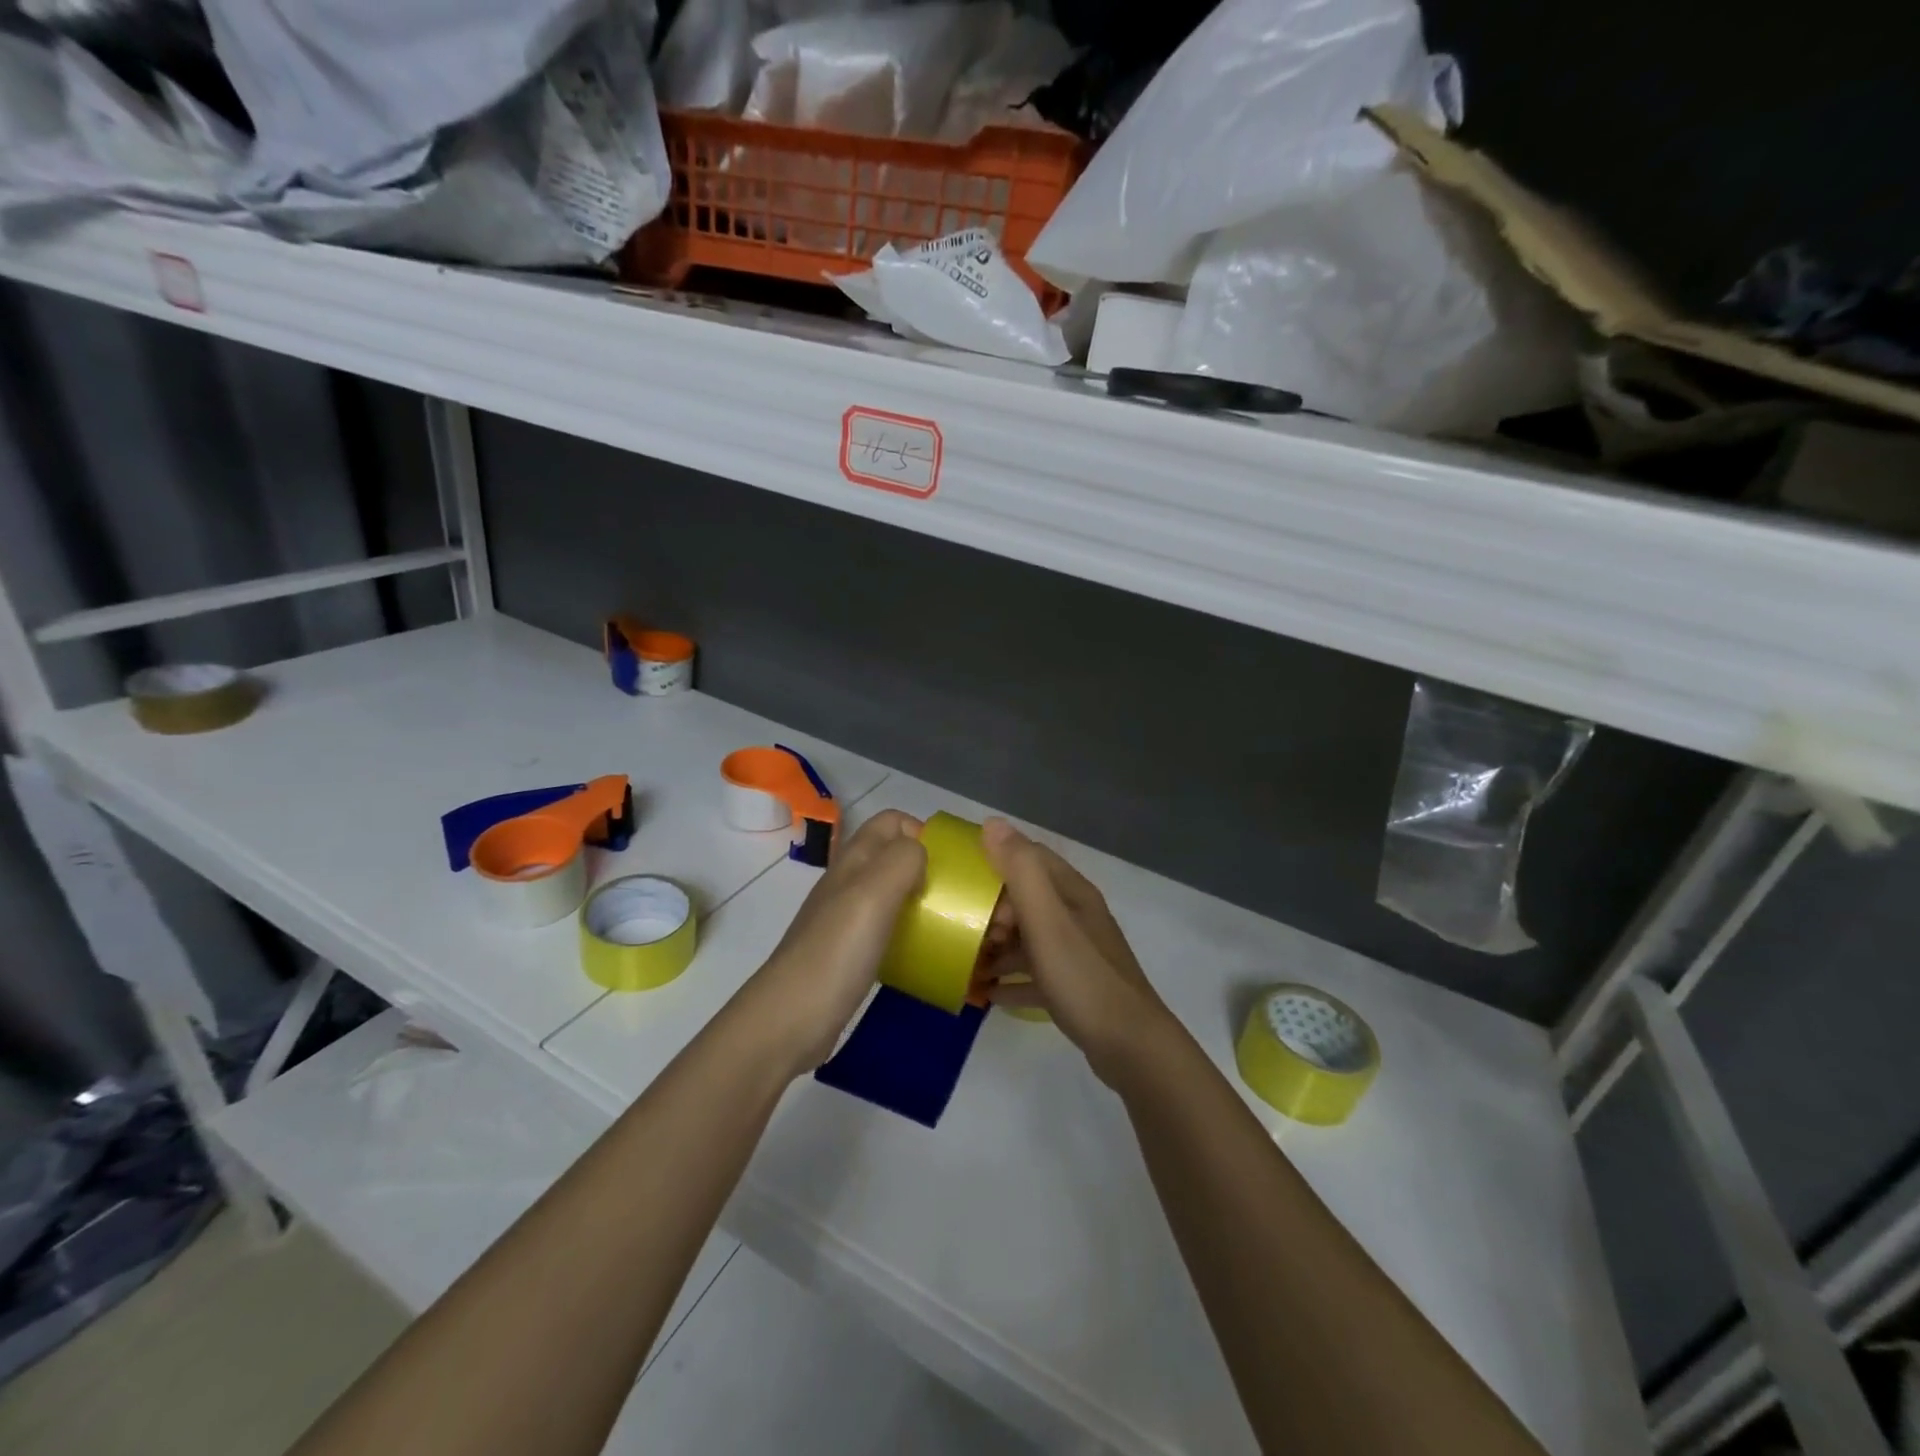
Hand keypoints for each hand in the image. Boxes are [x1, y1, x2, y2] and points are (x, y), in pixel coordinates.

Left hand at [742, 810, 927, 1075]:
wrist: (789, 1019)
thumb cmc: (836, 951)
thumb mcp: (873, 893)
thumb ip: (902, 860)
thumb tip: (921, 850)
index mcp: (854, 860)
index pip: (891, 821)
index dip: (922, 830)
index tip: (950, 864)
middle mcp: (848, 882)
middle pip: (892, 856)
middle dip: (927, 866)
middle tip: (956, 897)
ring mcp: (845, 919)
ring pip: (890, 892)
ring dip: (919, 899)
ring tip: (947, 923)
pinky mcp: (848, 953)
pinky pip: (885, 928)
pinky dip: (906, 931)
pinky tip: (921, 952)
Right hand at [977, 819, 1177, 1086]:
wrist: (1130, 1046)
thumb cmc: (1083, 976)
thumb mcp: (1047, 920)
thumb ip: (1021, 871)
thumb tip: (993, 823)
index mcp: (1071, 892)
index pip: (1029, 858)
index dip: (995, 862)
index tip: (962, 879)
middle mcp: (1075, 915)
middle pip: (1026, 899)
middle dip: (991, 910)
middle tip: (964, 932)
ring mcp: (1076, 952)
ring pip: (1028, 938)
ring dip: (997, 947)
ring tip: (964, 963)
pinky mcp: (1074, 986)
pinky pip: (1034, 974)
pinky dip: (1011, 979)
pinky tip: (987, 995)